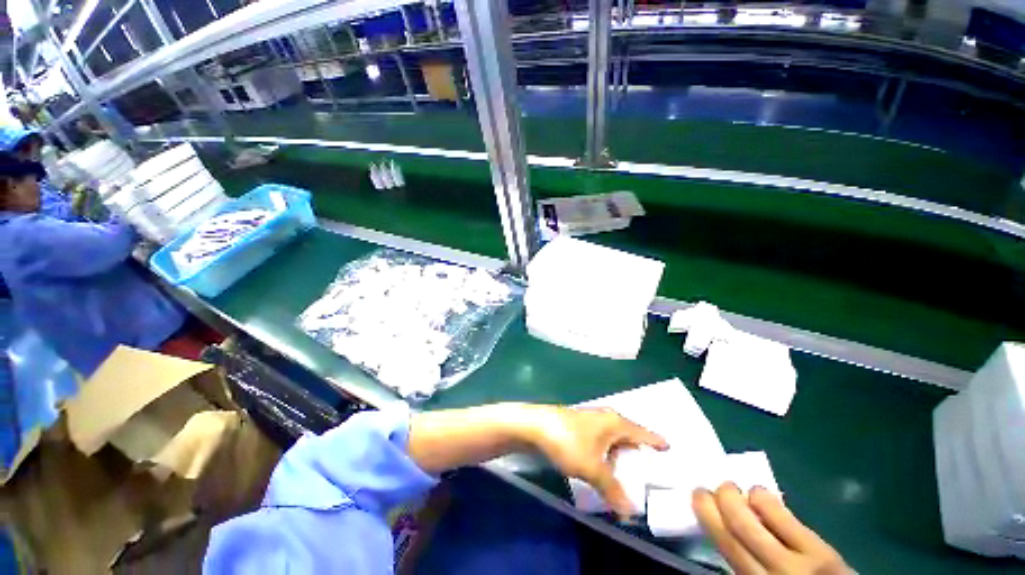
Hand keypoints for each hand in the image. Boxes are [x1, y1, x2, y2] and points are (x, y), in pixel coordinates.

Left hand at [531, 406, 667, 518]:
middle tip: (651, 473)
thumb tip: (630, 512)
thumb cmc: (568, 441)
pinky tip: (605, 467)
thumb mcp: (592, 468)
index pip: (643, 433)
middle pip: (629, 435)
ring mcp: (591, 421)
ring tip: (629, 475)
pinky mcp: (580, 428)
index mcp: (616, 423)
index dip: (656, 442)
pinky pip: (601, 442)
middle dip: (639, 453)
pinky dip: (607, 454)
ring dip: (621, 456)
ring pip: (614, 439)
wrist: (535, 426)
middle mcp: (606, 418)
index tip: (670, 450)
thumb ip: (612, 489)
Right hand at [693, 483, 849, 574]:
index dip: (707, 516)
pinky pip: (787, 520)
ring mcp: (800, 562)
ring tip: (732, 487)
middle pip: (738, 527)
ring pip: (759, 520)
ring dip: (739, 496)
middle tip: (710, 486)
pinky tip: (758, 492)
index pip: (724, 545)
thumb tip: (725, 530)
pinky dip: (766, 500)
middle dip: (719, 500)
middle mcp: (772, 571)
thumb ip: (745, 564)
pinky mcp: (823, 553)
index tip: (697, 497)